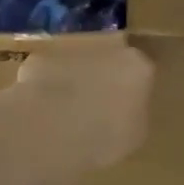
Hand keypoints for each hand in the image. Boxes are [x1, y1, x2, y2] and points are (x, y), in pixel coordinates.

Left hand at [8, 45, 154, 172]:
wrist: (52, 128)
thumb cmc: (103, 137)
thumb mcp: (134, 136)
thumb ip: (135, 115)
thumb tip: (127, 110)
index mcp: (137, 66)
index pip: (142, 71)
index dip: (133, 89)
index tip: (126, 108)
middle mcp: (108, 47)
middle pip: (110, 59)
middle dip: (104, 77)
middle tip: (97, 107)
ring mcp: (71, 49)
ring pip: (79, 62)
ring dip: (76, 79)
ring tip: (68, 112)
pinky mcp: (41, 58)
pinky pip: (50, 71)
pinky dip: (48, 85)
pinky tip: (43, 110)